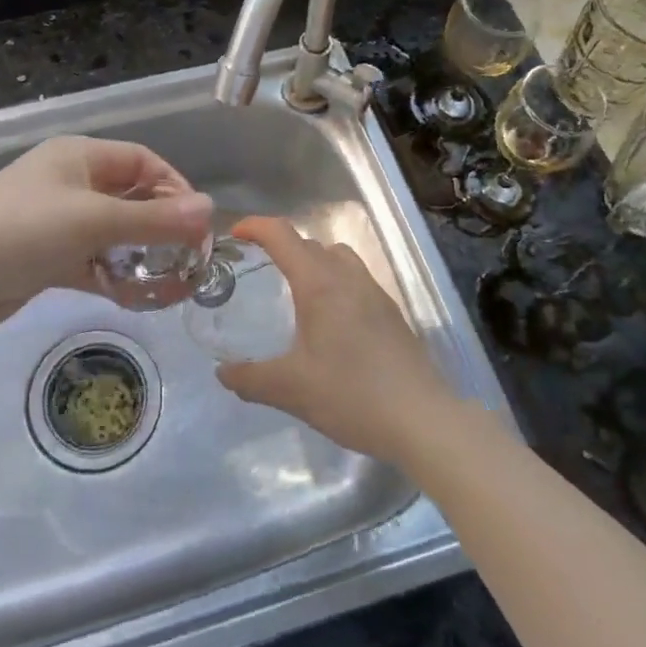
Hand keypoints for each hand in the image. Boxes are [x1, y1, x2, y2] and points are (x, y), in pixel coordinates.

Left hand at [0, 136, 212, 340]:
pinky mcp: (45, 258)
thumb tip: (210, 209)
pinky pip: (92, 262)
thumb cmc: (22, 232)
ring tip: (172, 283)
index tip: (198, 224)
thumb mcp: (93, 221)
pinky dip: (115, 276)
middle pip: (129, 197)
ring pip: (113, 234)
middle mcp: (68, 182)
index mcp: (77, 156)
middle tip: (190, 258)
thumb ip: (154, 219)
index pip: (141, 161)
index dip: (174, 187)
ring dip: (141, 255)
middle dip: (161, 226)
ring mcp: (55, 221)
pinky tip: (139, 298)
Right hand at [217, 217, 460, 464]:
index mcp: (319, 284)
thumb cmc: (351, 394)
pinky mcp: (391, 313)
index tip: (235, 234)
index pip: (282, 235)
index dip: (255, 226)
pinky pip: (356, 279)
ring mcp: (375, 293)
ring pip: (339, 257)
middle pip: (310, 243)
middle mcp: (348, 278)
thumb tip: (222, 372)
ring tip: (296, 291)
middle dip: (282, 246)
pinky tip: (330, 322)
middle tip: (259, 267)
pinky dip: (335, 282)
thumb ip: (250, 378)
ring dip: (313, 261)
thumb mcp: (290, 389)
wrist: (422, 420)